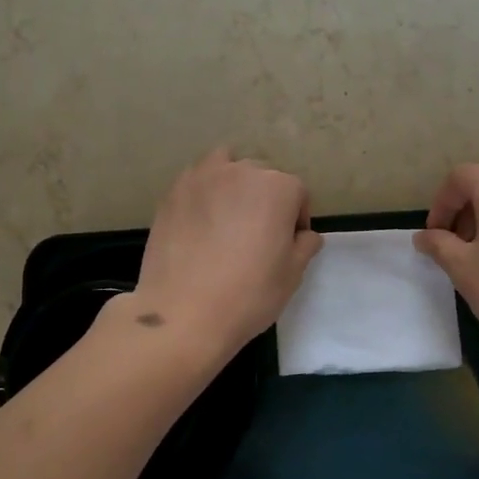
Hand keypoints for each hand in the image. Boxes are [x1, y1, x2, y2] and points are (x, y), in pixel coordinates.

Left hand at [130, 149, 322, 363]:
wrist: (184, 312)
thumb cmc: (249, 294)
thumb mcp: (292, 275)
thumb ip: (304, 246)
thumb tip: (305, 235)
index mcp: (278, 188)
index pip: (297, 193)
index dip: (296, 219)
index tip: (288, 243)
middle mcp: (242, 172)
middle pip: (262, 176)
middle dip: (266, 199)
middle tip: (257, 234)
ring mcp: (203, 178)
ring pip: (226, 166)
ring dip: (233, 184)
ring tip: (227, 216)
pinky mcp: (173, 192)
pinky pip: (196, 181)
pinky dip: (203, 193)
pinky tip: (199, 222)